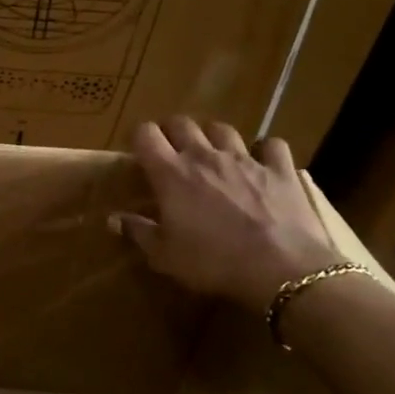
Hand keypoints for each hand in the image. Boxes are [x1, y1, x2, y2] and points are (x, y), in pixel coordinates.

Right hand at [110, 117, 341, 310]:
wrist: (282, 270)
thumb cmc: (213, 263)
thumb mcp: (165, 256)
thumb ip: (137, 232)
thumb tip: (113, 218)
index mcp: (171, 173)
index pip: (145, 134)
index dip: (140, 137)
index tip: (140, 152)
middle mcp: (204, 156)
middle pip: (182, 123)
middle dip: (173, 132)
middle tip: (173, 152)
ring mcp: (245, 159)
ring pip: (223, 129)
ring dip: (213, 137)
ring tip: (214, 153)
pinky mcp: (280, 169)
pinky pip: (271, 145)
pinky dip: (264, 150)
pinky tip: (262, 162)